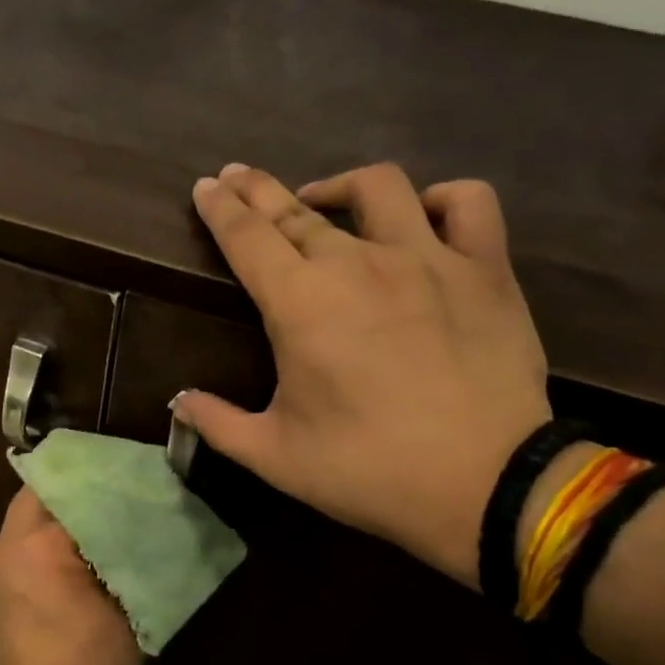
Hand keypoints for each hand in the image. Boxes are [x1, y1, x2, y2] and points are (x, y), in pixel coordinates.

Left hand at [0, 488, 142, 664]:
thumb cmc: (87, 663)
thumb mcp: (128, 604)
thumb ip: (136, 553)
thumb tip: (151, 518)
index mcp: (41, 542)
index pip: (76, 483)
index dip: (109, 473)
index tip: (140, 471)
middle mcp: (12, 539)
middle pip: (50, 486)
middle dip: (88, 482)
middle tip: (128, 484)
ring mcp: (2, 556)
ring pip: (39, 505)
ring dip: (73, 502)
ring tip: (114, 506)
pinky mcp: (2, 573)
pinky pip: (31, 529)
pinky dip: (59, 524)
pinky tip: (91, 537)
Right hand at [173, 163, 550, 589]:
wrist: (483, 485)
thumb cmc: (366, 470)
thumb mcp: (274, 456)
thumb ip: (217, 423)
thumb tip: (178, 401)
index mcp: (299, 304)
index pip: (246, 237)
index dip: (220, 208)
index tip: (205, 186)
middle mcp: (357, 263)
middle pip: (295, 209)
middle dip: (258, 190)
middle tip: (238, 179)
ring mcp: (427, 258)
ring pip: (378, 188)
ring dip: (338, 187)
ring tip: (321, 199)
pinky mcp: (486, 268)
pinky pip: (468, 203)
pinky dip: (442, 198)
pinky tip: (423, 212)